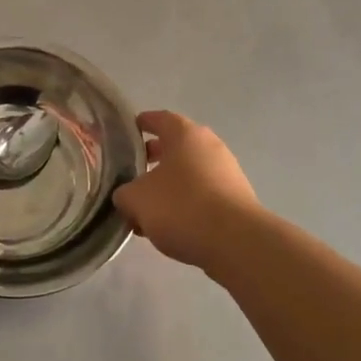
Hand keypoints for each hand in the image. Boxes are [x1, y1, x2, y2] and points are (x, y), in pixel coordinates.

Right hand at [113, 111, 259, 268]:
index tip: (125, 133)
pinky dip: (185, 203)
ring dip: (167, 186)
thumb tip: (126, 196)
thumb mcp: (136, 200)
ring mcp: (227, 171)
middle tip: (131, 174)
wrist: (236, 242)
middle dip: (152, 160)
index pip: (158, 118)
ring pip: (188, 173)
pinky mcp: (237, 198)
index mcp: (185, 134)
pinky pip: (203, 193)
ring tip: (147, 209)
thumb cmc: (182, 207)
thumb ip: (124, 193)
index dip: (140, 124)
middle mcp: (209, 145)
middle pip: (175, 146)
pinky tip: (170, 226)